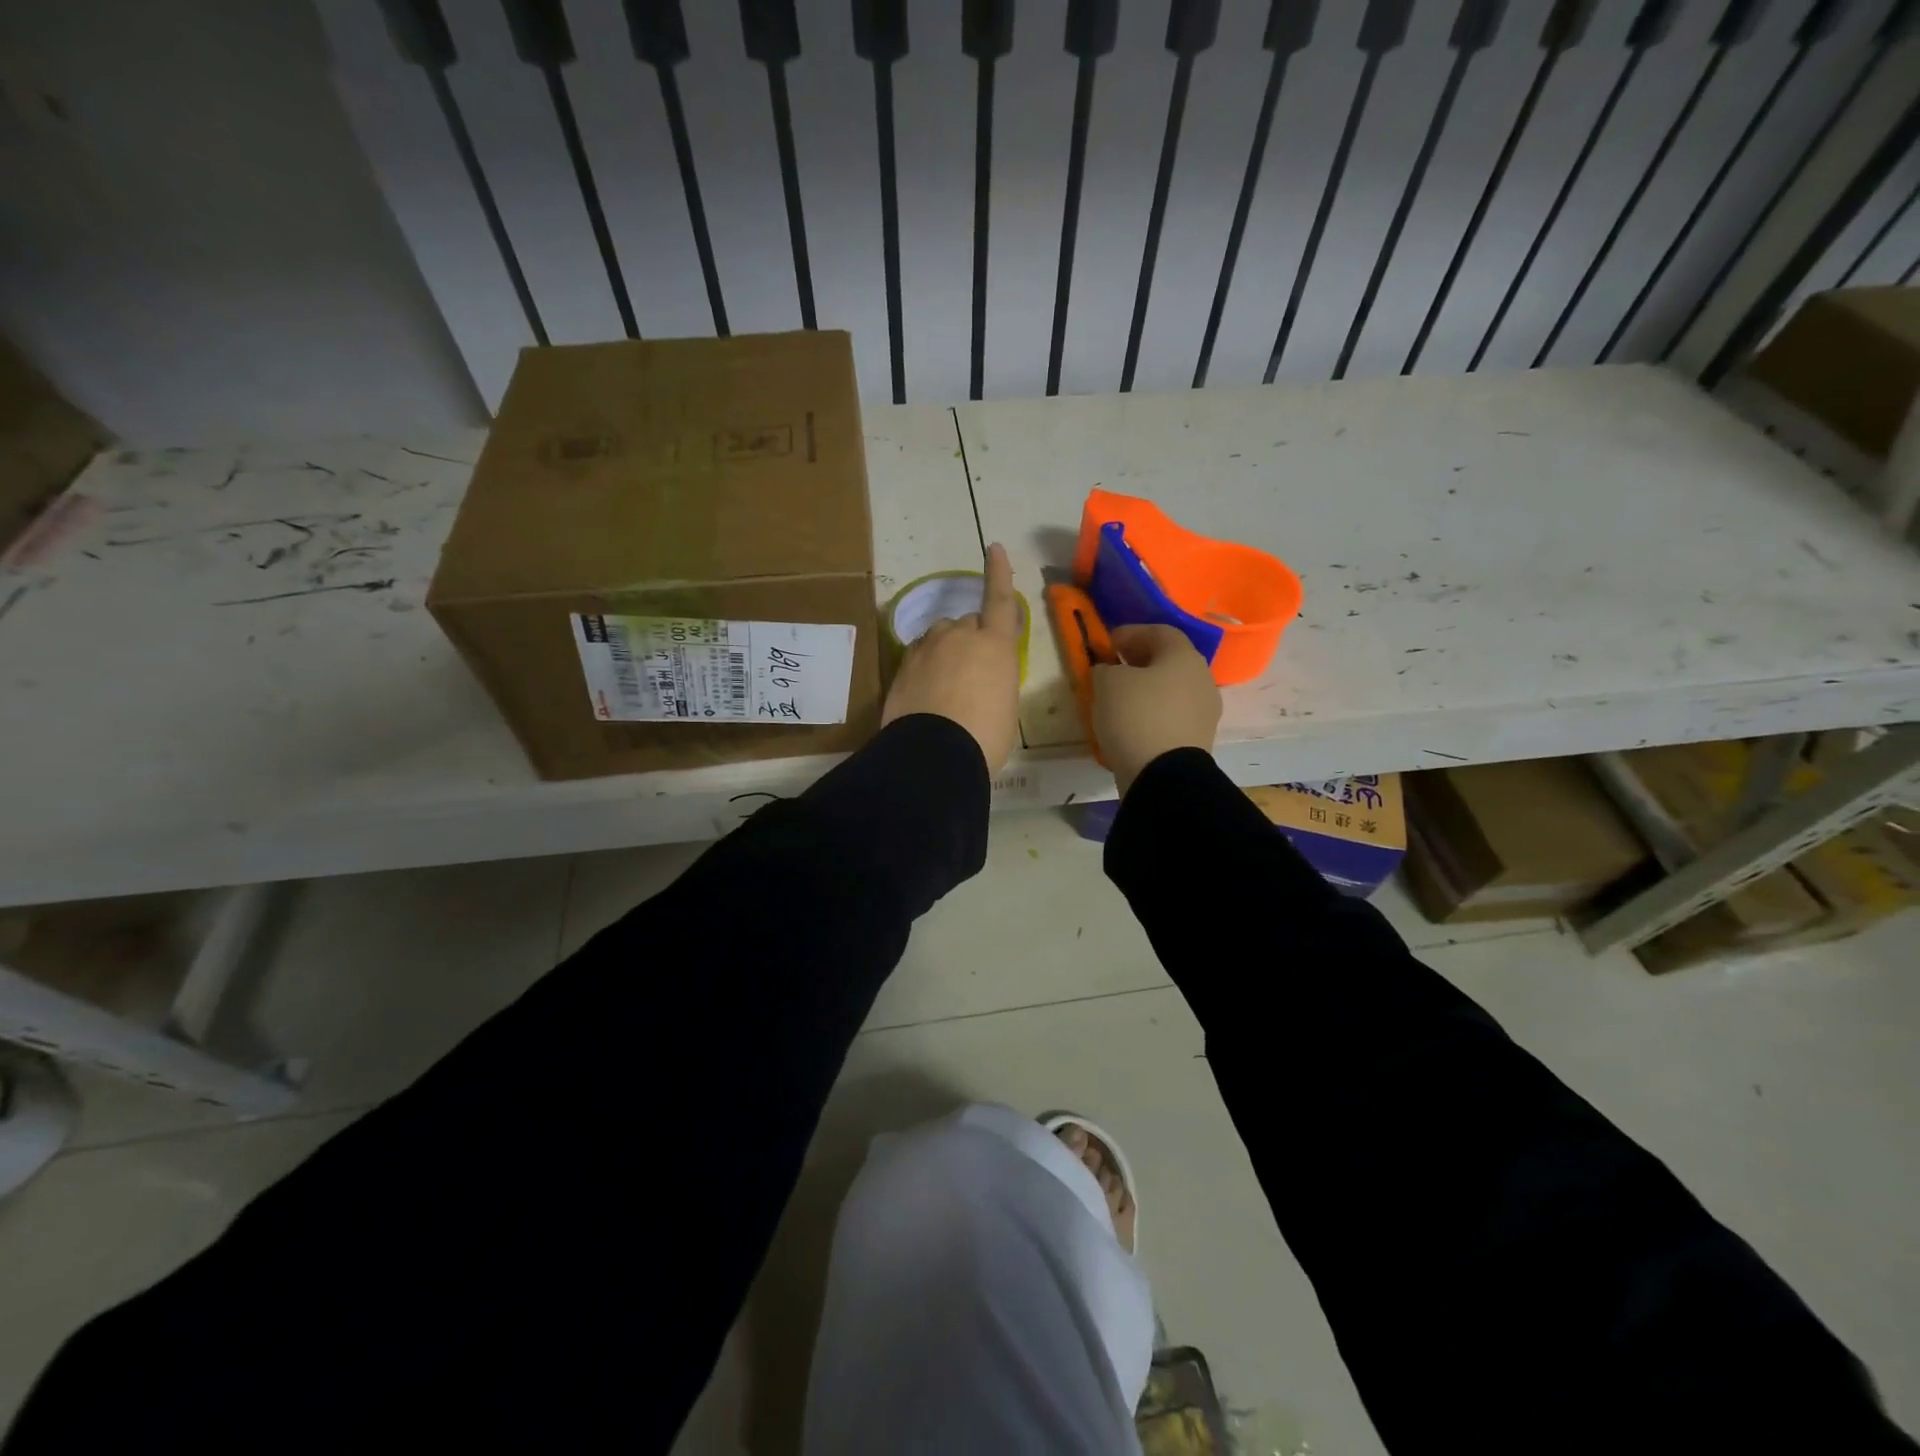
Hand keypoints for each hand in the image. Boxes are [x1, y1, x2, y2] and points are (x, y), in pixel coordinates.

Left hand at [882, 542, 1021, 773]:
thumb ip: (996, 679)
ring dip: (945, 650)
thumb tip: (981, 679)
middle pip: (967, 623)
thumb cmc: (986, 736)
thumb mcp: (1005, 706)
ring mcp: (927, 648)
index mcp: (995, 645)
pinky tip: (925, 692)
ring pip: (939, 637)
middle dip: (972, 639)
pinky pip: (919, 655)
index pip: (1000, 600)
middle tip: (974, 674)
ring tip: (946, 685)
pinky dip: (925, 665)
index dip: (998, 573)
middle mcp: (960, 636)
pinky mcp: (903, 665)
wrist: (933, 754)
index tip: (992, 546)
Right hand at [1092, 625, 1221, 794]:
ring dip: (1146, 691)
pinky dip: (1151, 716)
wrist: (1164, 776)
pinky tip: (1130, 726)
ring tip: (1117, 702)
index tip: (1106, 644)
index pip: (1159, 632)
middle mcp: (1202, 679)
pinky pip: (1171, 718)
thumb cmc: (1136, 716)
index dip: (1130, 633)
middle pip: (1168, 662)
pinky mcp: (1197, 740)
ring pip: (1171, 691)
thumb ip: (1105, 668)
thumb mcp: (1107, 683)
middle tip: (1112, 670)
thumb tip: (1110, 671)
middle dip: (1139, 663)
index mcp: (1184, 656)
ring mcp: (1204, 712)